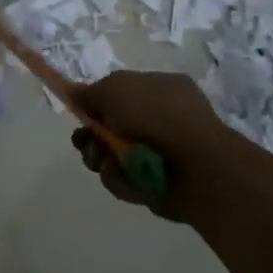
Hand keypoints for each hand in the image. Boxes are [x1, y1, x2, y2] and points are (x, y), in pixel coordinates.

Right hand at [71, 71, 233, 220]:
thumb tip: (76, 94)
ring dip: (101, 158)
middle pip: (115, 126)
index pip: (122, 93)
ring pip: (117, 155)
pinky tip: (123, 176)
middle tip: (84, 142)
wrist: (196, 168)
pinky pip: (128, 179)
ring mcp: (164, 152)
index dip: (98, 102)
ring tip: (102, 161)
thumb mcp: (115, 88)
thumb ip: (91, 92)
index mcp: (161, 88)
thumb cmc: (156, 115)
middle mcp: (164, 118)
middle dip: (93, 136)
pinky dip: (120, 179)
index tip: (79, 112)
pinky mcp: (160, 184)